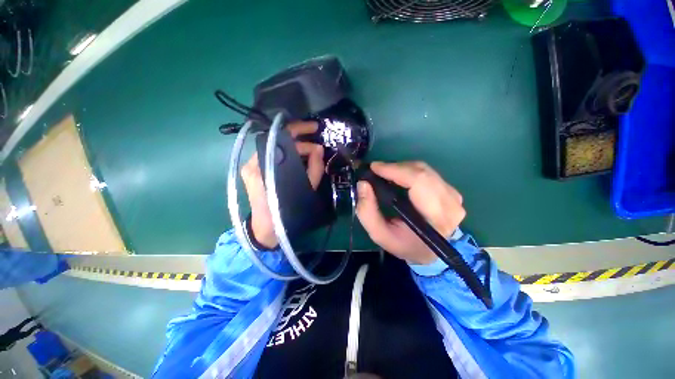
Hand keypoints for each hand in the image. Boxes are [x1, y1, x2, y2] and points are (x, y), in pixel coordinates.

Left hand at [241, 121, 323, 248]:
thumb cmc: (283, 213)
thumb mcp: (304, 191)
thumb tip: (319, 149)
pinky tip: (302, 159)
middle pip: (278, 141)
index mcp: (261, 165)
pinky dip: (290, 156)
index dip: (298, 129)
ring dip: (297, 149)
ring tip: (313, 154)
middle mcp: (253, 162)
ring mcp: (252, 166)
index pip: (279, 136)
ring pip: (278, 149)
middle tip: (318, 148)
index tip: (315, 129)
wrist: (265, 231)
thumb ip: (314, 169)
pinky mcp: (255, 171)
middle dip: (301, 141)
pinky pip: (276, 157)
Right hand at [356, 161, 465, 264]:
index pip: (419, 181)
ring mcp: (453, 196)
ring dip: (402, 168)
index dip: (395, 170)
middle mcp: (450, 204)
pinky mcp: (451, 192)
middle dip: (395, 167)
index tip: (374, 167)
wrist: (430, 252)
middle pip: (421, 171)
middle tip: (377, 171)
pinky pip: (428, 173)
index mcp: (436, 218)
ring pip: (425, 169)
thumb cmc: (404, 245)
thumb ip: (367, 212)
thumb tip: (363, 184)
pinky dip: (410, 172)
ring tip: (385, 174)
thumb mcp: (380, 235)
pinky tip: (399, 177)